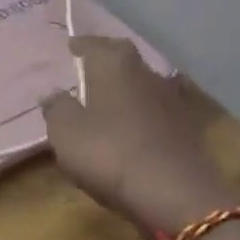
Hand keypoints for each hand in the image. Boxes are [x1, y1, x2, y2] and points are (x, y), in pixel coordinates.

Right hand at [40, 37, 239, 239]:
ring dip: (126, 87)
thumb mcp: (66, 133)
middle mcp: (146, 74)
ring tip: (108, 99)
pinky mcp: (187, 130)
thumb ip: (56, 108)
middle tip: (89, 68)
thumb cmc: (109, 153)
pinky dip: (141, 113)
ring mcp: (171, 101)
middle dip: (107, 60)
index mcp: (114, 65)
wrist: (176, 195)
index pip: (95, 44)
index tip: (70, 47)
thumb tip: (52, 93)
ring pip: (143, 83)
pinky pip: (156, 110)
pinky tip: (131, 127)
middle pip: (124, 58)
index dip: (81, 45)